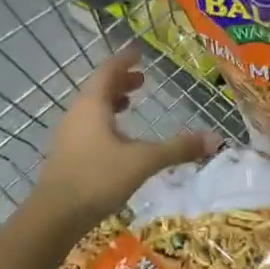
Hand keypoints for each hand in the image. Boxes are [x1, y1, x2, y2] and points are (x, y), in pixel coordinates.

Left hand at [35, 51, 219, 227]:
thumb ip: (178, 148)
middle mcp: (77, 114)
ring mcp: (69, 136)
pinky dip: (105, 122)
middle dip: (121, 81)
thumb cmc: (98, 178)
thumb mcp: (144, 161)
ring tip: (130, 104)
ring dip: (111, 102)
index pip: (108, 71)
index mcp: (92, 105)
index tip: (139, 51)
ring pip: (92, 109)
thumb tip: (215, 138)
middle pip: (98, 88)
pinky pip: (88, 127)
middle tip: (143, 79)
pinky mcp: (67, 156)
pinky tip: (119, 140)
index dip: (125, 60)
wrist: (54, 217)